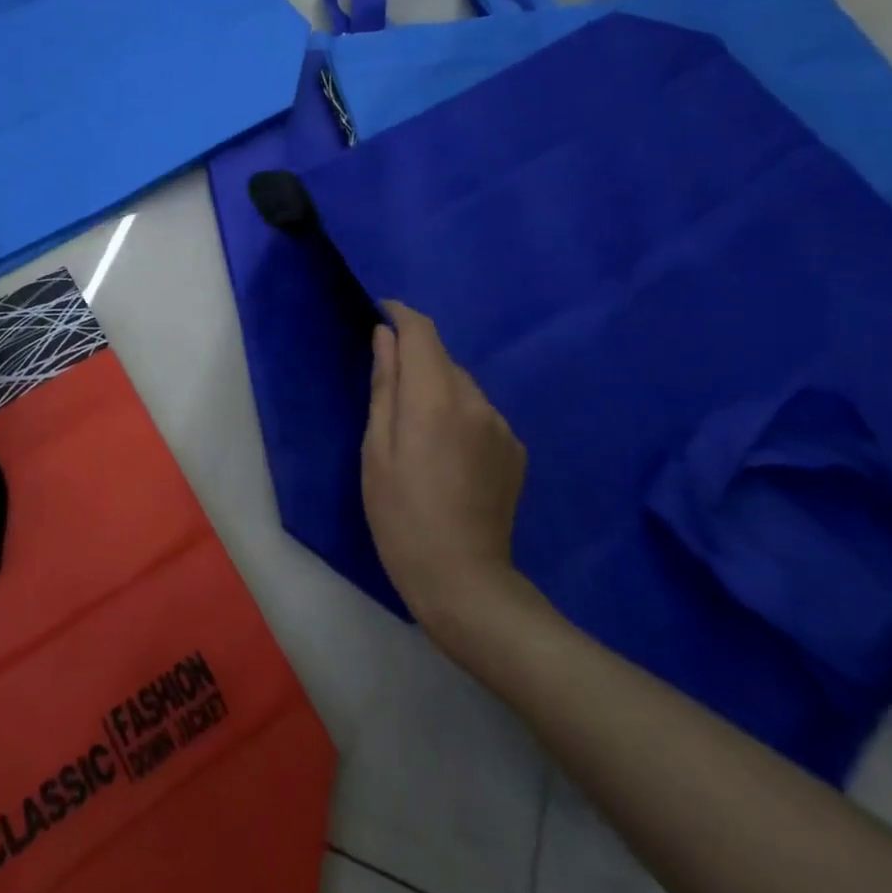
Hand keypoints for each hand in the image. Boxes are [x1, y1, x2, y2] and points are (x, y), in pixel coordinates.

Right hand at [361, 300, 535, 646]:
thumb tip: (385, 337)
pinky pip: (479, 413)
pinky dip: (458, 415)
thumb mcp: (376, 449)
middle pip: (442, 358)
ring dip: (437, 390)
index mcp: (435, 398)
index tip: (381, 313)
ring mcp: (502, 425)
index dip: (401, 315)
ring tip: (416, 431)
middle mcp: (476, 401)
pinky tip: (445, 454)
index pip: (422, 332)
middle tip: (388, 394)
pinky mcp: (515, 449)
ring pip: (462, 385)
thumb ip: (385, 385)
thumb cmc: (401, 514)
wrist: (464, 579)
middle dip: (415, 360)